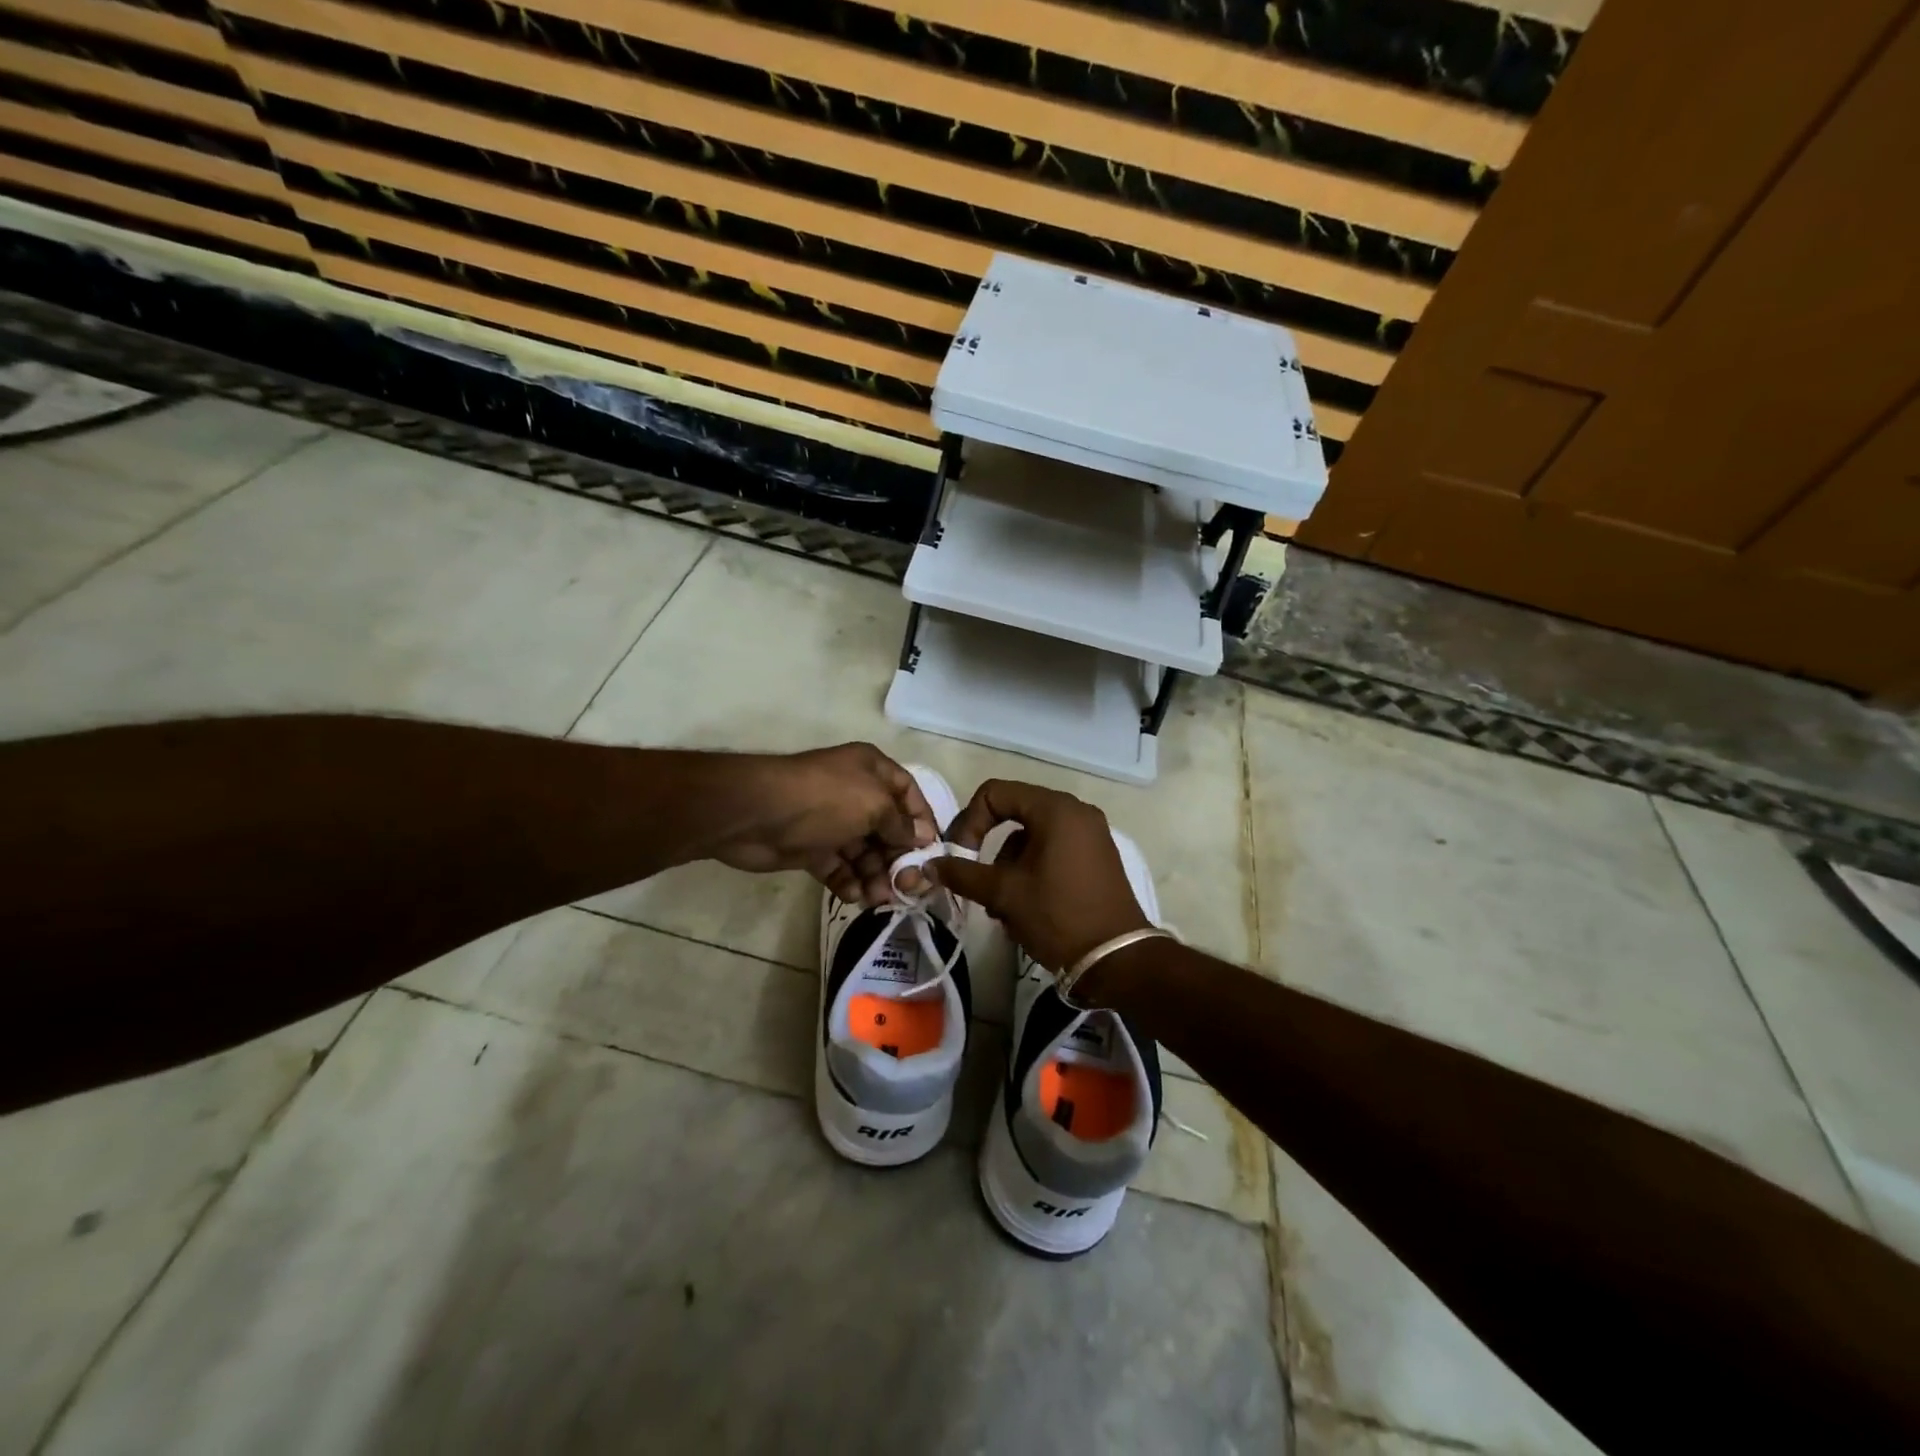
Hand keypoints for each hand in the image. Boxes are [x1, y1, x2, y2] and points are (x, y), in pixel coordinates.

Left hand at [709, 743, 936, 905]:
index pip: (909, 795)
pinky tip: (853, 896)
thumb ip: (901, 824)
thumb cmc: (824, 799)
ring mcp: (832, 821)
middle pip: (888, 829)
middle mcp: (855, 793)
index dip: (923, 823)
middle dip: (899, 858)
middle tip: (906, 888)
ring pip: (865, 853)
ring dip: (875, 876)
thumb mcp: (873, 804)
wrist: (755, 814)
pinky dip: (848, 882)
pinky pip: (839, 867)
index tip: (931, 854)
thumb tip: (922, 838)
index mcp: (872, 770)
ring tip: (877, 898)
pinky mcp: (811, 848)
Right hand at [928, 780, 1149, 970]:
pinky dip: (1031, 870)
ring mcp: (1090, 834)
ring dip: (1008, 866)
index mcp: (1055, 809)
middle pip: (1015, 814)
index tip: (959, 855)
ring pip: (1032, 837)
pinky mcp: (1097, 857)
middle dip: (989, 849)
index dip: (969, 821)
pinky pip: (1053, 850)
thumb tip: (929, 865)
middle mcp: (1076, 812)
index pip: (995, 793)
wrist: (1117, 959)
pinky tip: (1024, 907)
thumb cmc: (1058, 915)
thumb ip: (963, 874)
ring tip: (1001, 907)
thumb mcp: (1004, 893)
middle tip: (977, 882)